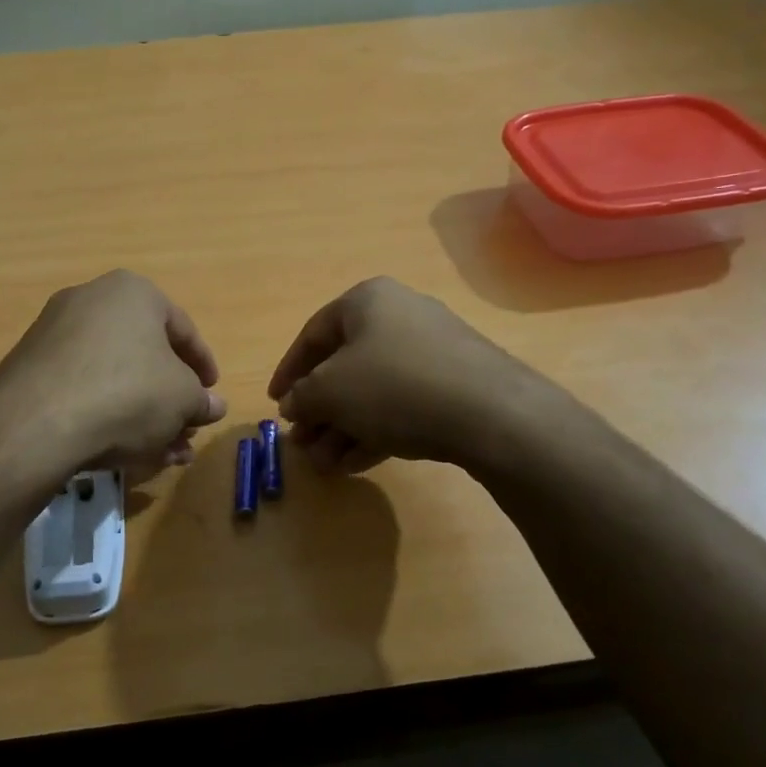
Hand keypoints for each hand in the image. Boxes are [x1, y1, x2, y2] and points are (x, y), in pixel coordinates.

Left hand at [0, 270, 226, 476]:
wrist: (36, 424)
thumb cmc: (128, 393)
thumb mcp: (183, 399)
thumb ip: (202, 400)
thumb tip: (213, 405)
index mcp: (133, 292)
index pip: (182, 328)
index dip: (203, 366)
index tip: (211, 394)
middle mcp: (91, 301)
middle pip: (145, 354)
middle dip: (170, 398)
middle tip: (185, 429)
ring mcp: (55, 333)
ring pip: (115, 375)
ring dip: (143, 413)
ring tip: (162, 453)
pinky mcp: (31, 368)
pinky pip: (83, 388)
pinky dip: (107, 414)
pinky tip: (123, 450)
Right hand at [267, 277, 550, 473]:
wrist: (491, 414)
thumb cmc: (394, 386)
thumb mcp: (330, 391)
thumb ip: (302, 396)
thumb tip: (294, 404)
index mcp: (367, 301)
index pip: (313, 334)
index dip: (288, 371)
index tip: (275, 404)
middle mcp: (400, 316)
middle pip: (344, 366)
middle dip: (319, 410)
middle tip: (302, 443)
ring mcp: (432, 351)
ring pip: (373, 391)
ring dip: (343, 427)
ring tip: (325, 464)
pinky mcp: (454, 384)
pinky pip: (402, 405)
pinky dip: (375, 430)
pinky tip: (356, 463)